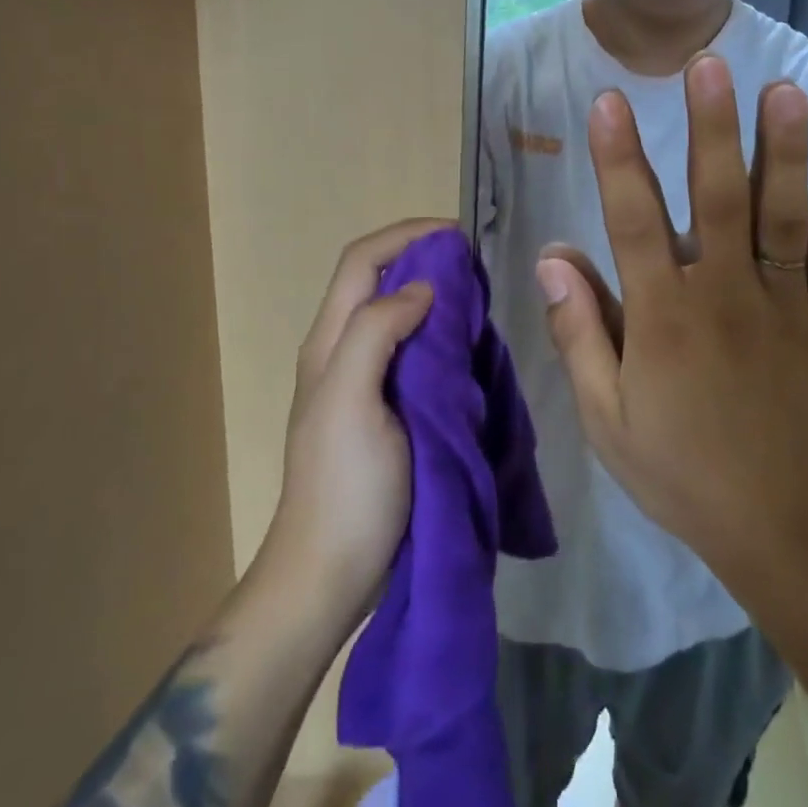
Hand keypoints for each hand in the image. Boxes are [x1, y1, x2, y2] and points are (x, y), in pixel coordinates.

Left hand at [262, 218, 447, 627]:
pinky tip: (467, 345)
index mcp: (331, 342)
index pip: (362, 261)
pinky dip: (441, 332)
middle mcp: (343, 351)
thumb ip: (377, 333)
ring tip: (476, 299)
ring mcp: (365, 381)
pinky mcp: (388, 408)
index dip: (407, 235)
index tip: (458, 236)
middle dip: (423, 258)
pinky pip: (415, 349)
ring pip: (399, 312)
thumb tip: (423, 287)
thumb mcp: (351, 401)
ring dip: (435, 293)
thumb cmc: (344, 485)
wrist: (332, 571)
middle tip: (474, 268)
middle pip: (379, 280)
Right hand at [536, 55, 807, 575]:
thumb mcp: (606, 417)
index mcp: (664, 318)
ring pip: (785, 216)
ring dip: (786, 151)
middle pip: (717, 199)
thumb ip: (578, 333)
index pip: (633, 221)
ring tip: (786, 91)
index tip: (609, 101)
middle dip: (712, 129)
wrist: (775, 524)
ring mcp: (787, 307)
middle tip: (710, 65)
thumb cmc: (679, 468)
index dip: (618, 158)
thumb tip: (553, 257)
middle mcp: (726, 296)